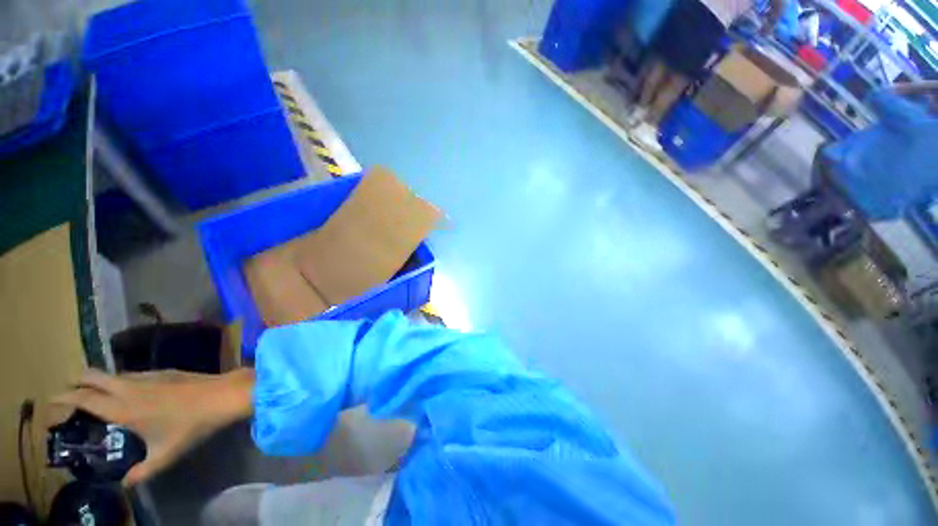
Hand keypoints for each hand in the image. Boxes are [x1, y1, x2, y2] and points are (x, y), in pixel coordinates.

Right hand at [53, 369, 253, 485]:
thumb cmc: (192, 426)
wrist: (224, 396)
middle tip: (68, 396)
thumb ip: (141, 473)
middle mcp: (130, 386)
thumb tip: (125, 485)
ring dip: (99, 381)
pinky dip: (120, 380)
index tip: (50, 402)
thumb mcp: (164, 455)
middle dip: (75, 382)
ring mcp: (149, 375)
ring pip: (114, 374)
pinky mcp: (165, 371)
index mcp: (123, 407)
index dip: (63, 398)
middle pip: (93, 376)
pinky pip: (133, 373)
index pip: (83, 398)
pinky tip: (129, 393)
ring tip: (96, 397)